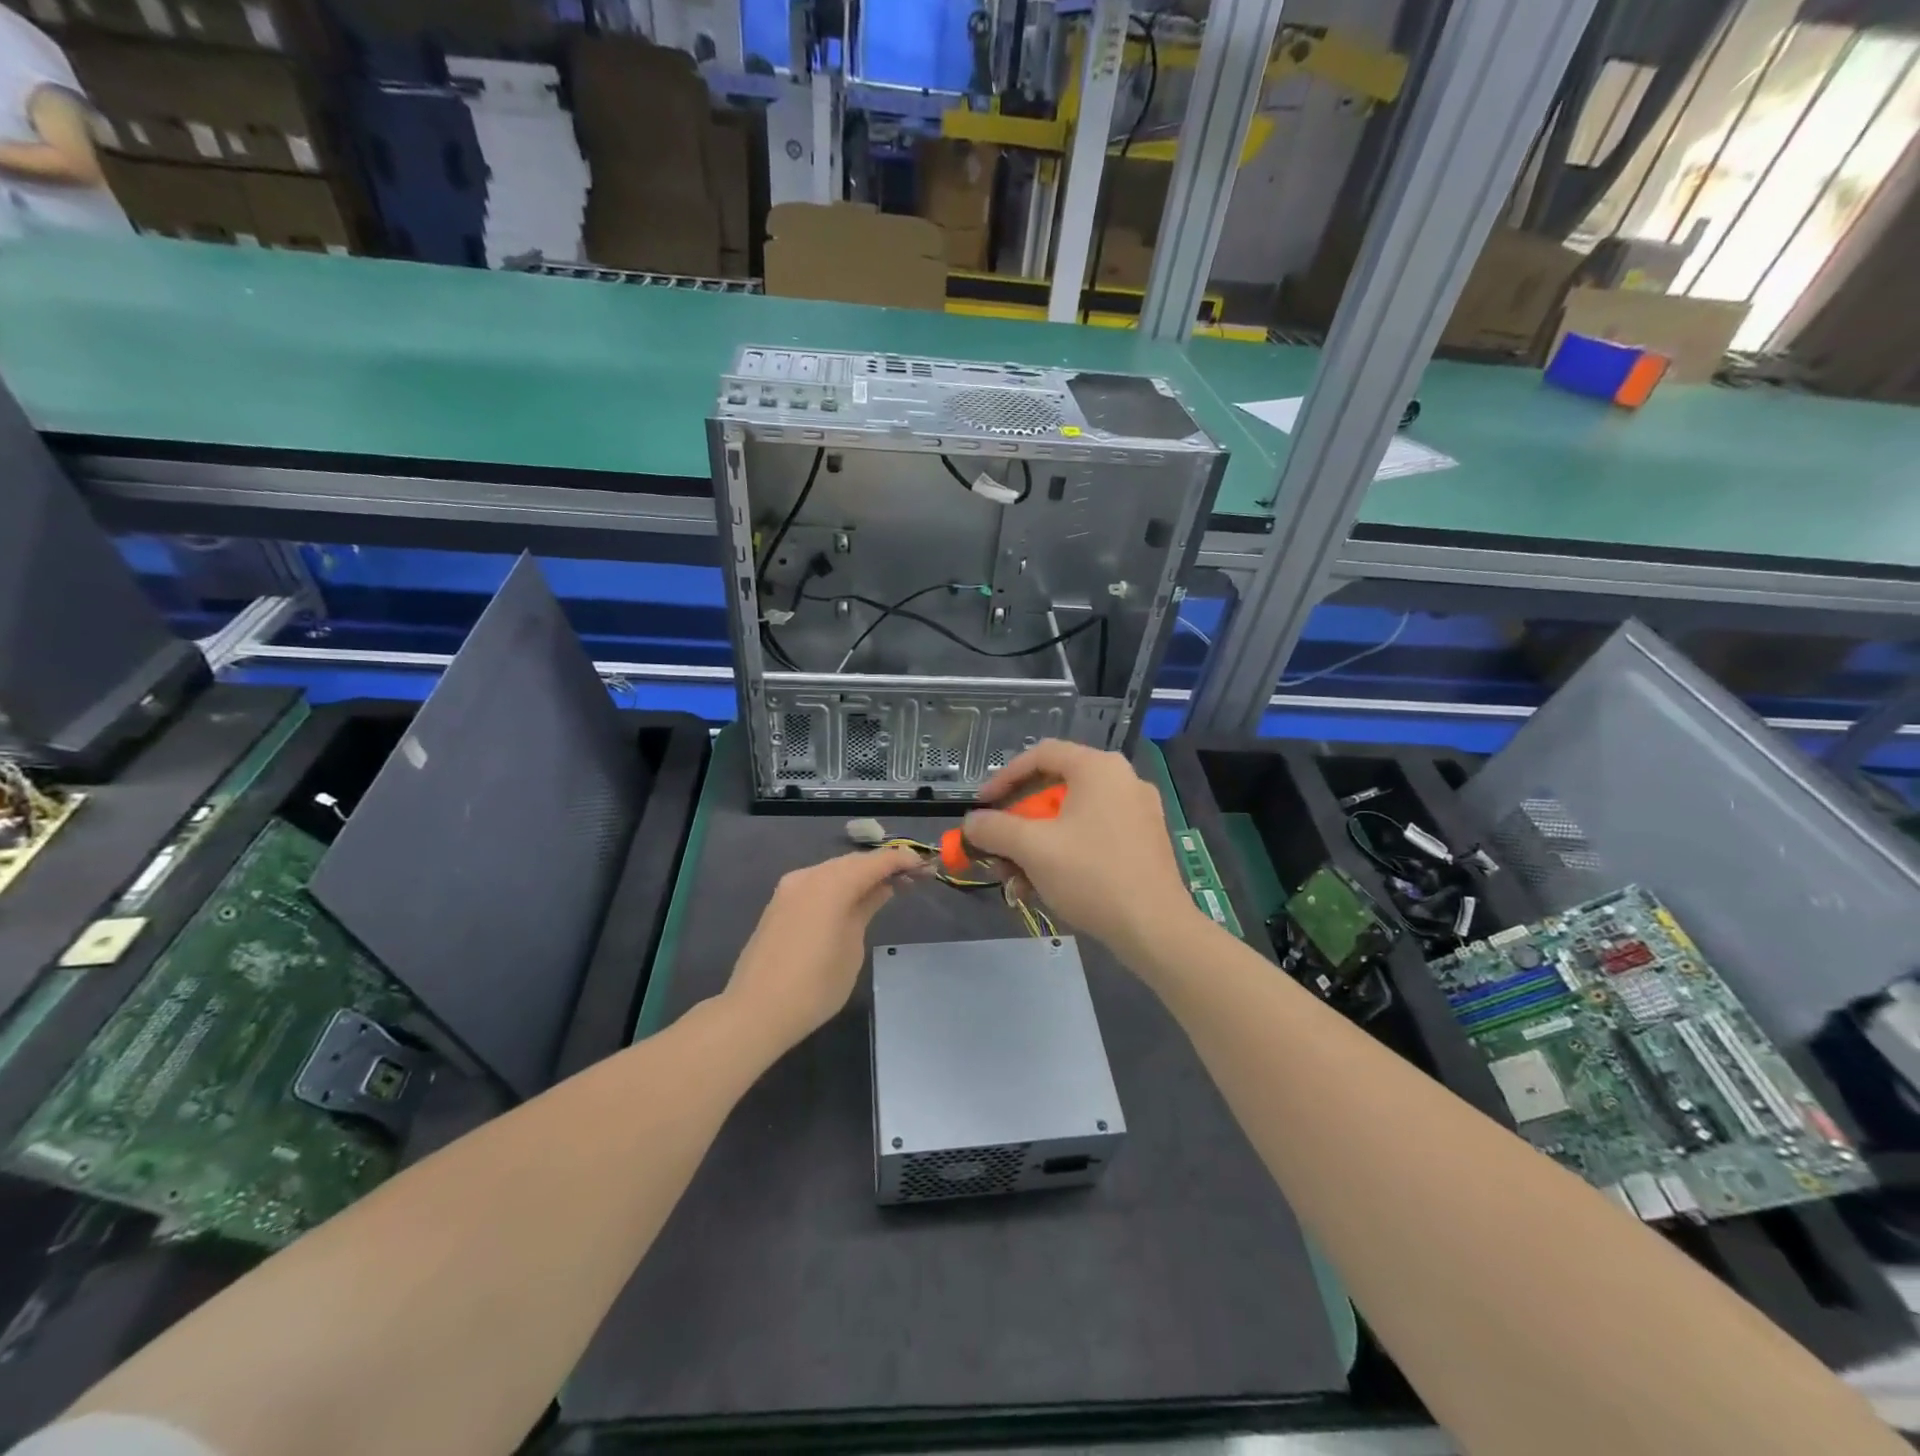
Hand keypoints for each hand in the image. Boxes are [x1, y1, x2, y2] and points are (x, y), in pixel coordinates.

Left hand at [723, 847, 921, 1054]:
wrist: (755, 1011)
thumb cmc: (814, 986)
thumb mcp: (852, 947)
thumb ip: (866, 908)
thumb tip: (880, 888)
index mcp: (830, 884)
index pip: (875, 862)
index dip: (902, 860)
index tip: (926, 866)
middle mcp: (808, 876)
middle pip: (853, 862)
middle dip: (882, 867)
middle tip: (912, 878)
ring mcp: (789, 889)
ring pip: (833, 871)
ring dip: (860, 876)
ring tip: (887, 889)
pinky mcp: (779, 904)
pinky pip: (817, 884)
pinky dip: (839, 886)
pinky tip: (854, 900)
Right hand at [962, 740, 1198, 958]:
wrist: (1155, 928)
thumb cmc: (1091, 875)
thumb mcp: (1032, 848)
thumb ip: (994, 828)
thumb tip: (972, 823)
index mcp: (1099, 768)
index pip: (1041, 755)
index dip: (1004, 777)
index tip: (983, 807)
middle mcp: (1122, 780)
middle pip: (1055, 790)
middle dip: (1018, 824)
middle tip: (998, 850)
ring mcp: (1138, 812)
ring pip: (1072, 818)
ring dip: (1037, 846)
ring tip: (1017, 880)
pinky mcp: (1144, 842)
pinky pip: (1093, 836)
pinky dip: (1064, 854)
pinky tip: (1046, 887)